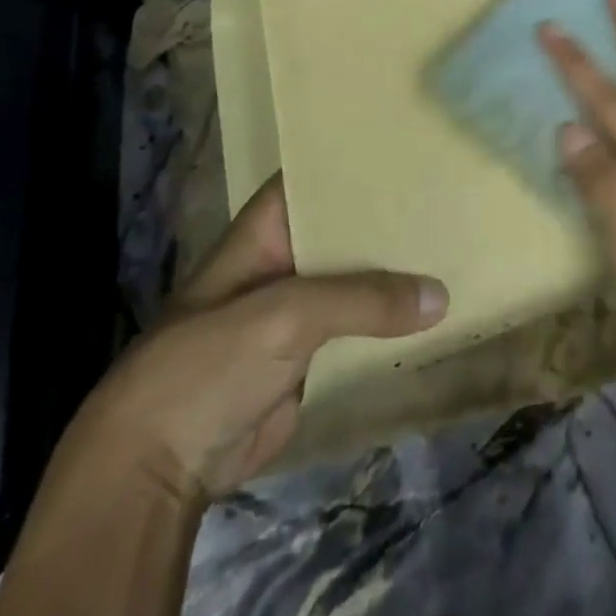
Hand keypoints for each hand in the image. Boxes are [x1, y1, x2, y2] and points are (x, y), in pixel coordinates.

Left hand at [82, 175, 447, 501]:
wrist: (157, 471)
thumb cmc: (209, 364)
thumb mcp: (286, 316)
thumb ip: (363, 300)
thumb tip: (441, 297)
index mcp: (266, 232)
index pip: (316, 177)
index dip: (357, 160)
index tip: (410, 144)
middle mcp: (286, 261)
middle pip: (345, 229)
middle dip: (390, 215)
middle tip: (451, 192)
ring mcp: (299, 311)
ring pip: (358, 280)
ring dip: (398, 270)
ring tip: (457, 240)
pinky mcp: (312, 356)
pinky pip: (361, 328)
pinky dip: (393, 321)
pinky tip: (439, 306)